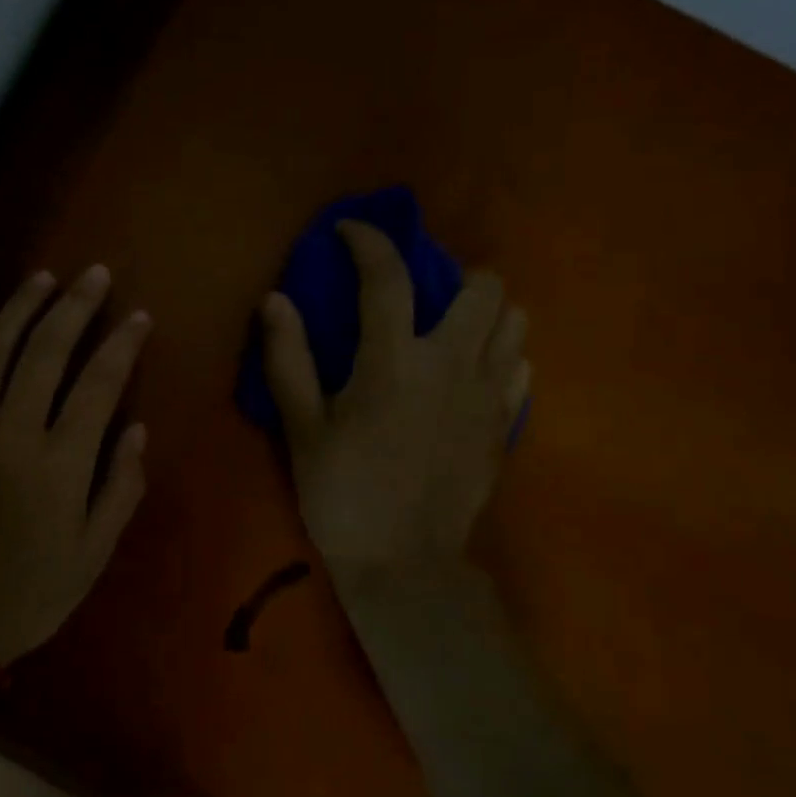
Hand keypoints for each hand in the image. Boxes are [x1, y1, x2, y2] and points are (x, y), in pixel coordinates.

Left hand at [0, 265, 150, 664]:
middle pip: (46, 351)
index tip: (138, 316)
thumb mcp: (94, 553)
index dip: (122, 344)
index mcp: (59, 464)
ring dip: (19, 307)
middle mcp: (11, 433)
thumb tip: (138, 429)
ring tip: (42, 278)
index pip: (99, 384)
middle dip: (75, 306)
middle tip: (94, 274)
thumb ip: (121, 488)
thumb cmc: (30, 592)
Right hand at [259, 222, 528, 586]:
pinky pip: (520, 367)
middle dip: (450, 275)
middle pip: (483, 286)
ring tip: (448, 333)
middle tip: (418, 298)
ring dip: (482, 314)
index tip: (349, 231)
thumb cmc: (343, 495)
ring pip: (514, 321)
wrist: (406, 565)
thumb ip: (289, 358)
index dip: (368, 241)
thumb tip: (275, 299)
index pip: (387, 275)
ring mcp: (489, 394)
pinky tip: (467, 377)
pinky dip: (498, 356)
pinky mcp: (505, 424)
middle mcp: (453, 364)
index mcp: (394, 361)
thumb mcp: (302, 428)